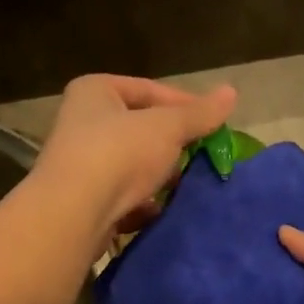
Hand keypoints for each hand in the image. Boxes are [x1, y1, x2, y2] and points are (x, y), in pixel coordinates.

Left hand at [35, 75, 235, 239]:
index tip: (214, 123)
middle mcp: (81, 122)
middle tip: (202, 155)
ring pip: (131, 165)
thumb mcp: (167, 127)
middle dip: (172, 144)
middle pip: (139, 128)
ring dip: (158, 177)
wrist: (72, 214)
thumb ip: (199, 113)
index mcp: (95, 91)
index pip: (149, 89)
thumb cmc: (119, 154)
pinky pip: (121, 197)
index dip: (185, 104)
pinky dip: (141, 204)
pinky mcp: (82, 201)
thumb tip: (231, 92)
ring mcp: (79, 163)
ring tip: (186, 185)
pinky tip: (160, 212)